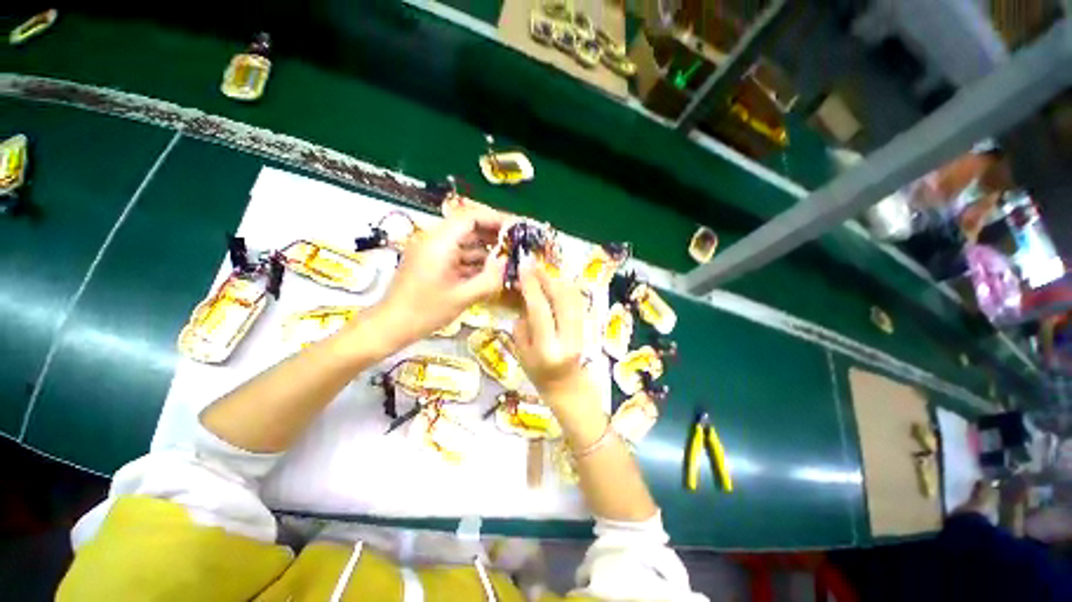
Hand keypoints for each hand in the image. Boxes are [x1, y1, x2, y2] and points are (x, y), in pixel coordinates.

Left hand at [376, 210, 506, 344]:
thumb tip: (506, 263)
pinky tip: (488, 270)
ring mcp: (431, 251)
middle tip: (515, 245)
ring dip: (484, 248)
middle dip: (492, 234)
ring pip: (463, 241)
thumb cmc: (425, 312)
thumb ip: (489, 279)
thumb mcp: (463, 297)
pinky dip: (473, 259)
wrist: (391, 325)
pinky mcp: (430, 261)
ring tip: (506, 259)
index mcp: (439, 244)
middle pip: (467, 226)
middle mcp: (434, 241)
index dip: (494, 218)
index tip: (514, 228)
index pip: (469, 217)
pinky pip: (456, 253)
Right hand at [513, 265, 588, 398]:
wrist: (569, 388)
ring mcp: (583, 332)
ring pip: (573, 297)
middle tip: (533, 266)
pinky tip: (557, 284)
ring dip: (558, 280)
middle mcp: (569, 338)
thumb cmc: (539, 375)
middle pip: (561, 298)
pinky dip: (567, 288)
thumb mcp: (521, 352)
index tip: (524, 267)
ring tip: (543, 273)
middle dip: (547, 278)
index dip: (531, 285)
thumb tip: (526, 296)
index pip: (540, 310)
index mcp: (548, 349)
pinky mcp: (589, 327)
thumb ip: (523, 323)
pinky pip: (579, 301)